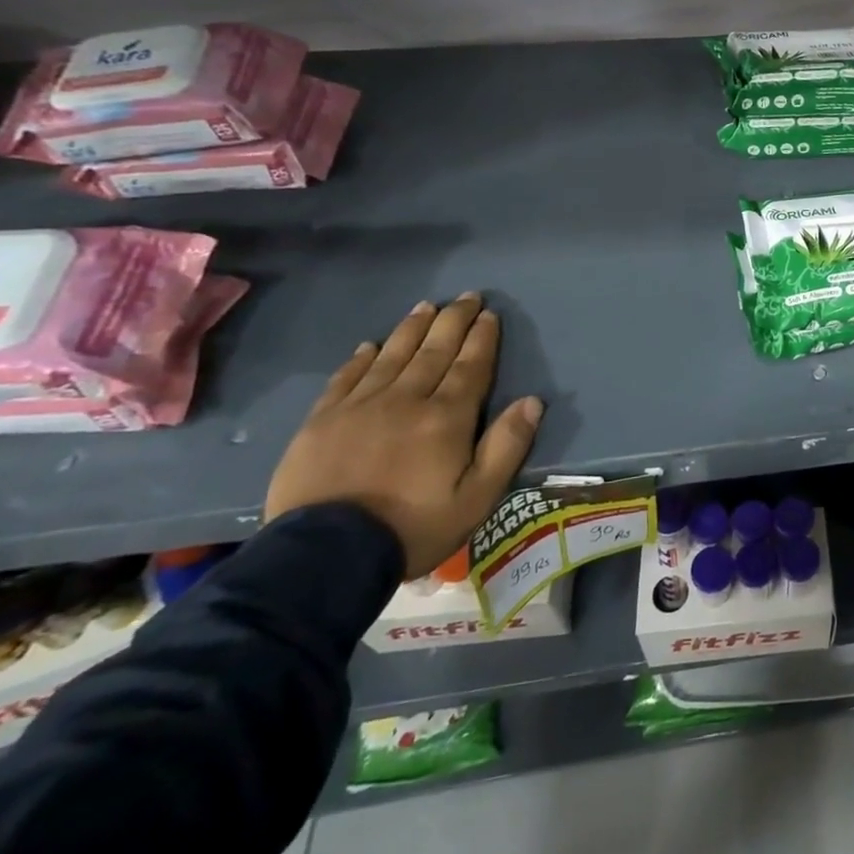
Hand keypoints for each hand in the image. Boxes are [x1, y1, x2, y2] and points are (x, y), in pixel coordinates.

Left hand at [264, 294, 543, 577]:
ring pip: (392, 356)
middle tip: (467, 296)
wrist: (324, 556)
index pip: (471, 366)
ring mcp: (359, 407)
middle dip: (453, 321)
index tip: (489, 314)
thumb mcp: (477, 498)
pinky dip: (361, 358)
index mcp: (446, 417)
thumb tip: (532, 401)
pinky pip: (346, 378)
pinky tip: (370, 345)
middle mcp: (405, 400)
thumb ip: (506, 447)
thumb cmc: (413, 527)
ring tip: (426, 306)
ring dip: (412, 328)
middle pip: (434, 351)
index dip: (482, 338)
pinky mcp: (321, 421)